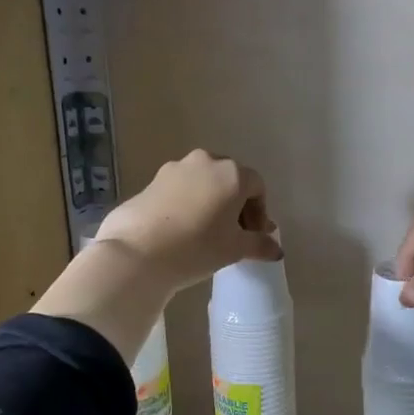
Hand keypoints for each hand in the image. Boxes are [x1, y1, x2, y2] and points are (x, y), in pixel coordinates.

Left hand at [95, 149, 281, 296]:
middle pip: (230, 180)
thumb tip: (276, 248)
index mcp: (232, 173)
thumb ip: (260, 244)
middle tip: (234, 234)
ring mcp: (175, 168)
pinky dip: (189, 204)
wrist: (137, 253)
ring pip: (204, 183)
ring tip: (207, 233)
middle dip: (236, 205)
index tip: (254, 237)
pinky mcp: (151, 180)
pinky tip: (183, 230)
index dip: (260, 213)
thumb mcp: (235, 249)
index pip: (257, 187)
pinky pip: (181, 189)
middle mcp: (206, 162)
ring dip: (212, 203)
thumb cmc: (197, 247)